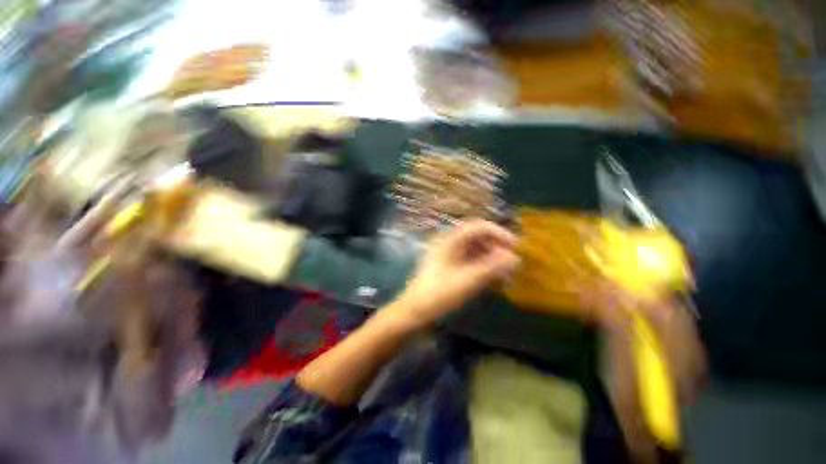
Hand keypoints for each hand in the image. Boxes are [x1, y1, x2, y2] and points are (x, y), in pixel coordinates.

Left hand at [391, 220, 518, 326]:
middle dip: (496, 247)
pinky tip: (493, 280)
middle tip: (511, 263)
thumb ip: (492, 268)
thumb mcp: (467, 281)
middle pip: (478, 237)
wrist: (414, 313)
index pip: (478, 226)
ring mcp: (448, 256)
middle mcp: (449, 244)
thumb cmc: (439, 295)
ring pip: (475, 250)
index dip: (498, 233)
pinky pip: (470, 262)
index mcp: (450, 241)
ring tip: (505, 274)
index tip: (515, 246)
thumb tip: (514, 258)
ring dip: (491, 259)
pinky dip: (483, 268)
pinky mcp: (449, 268)